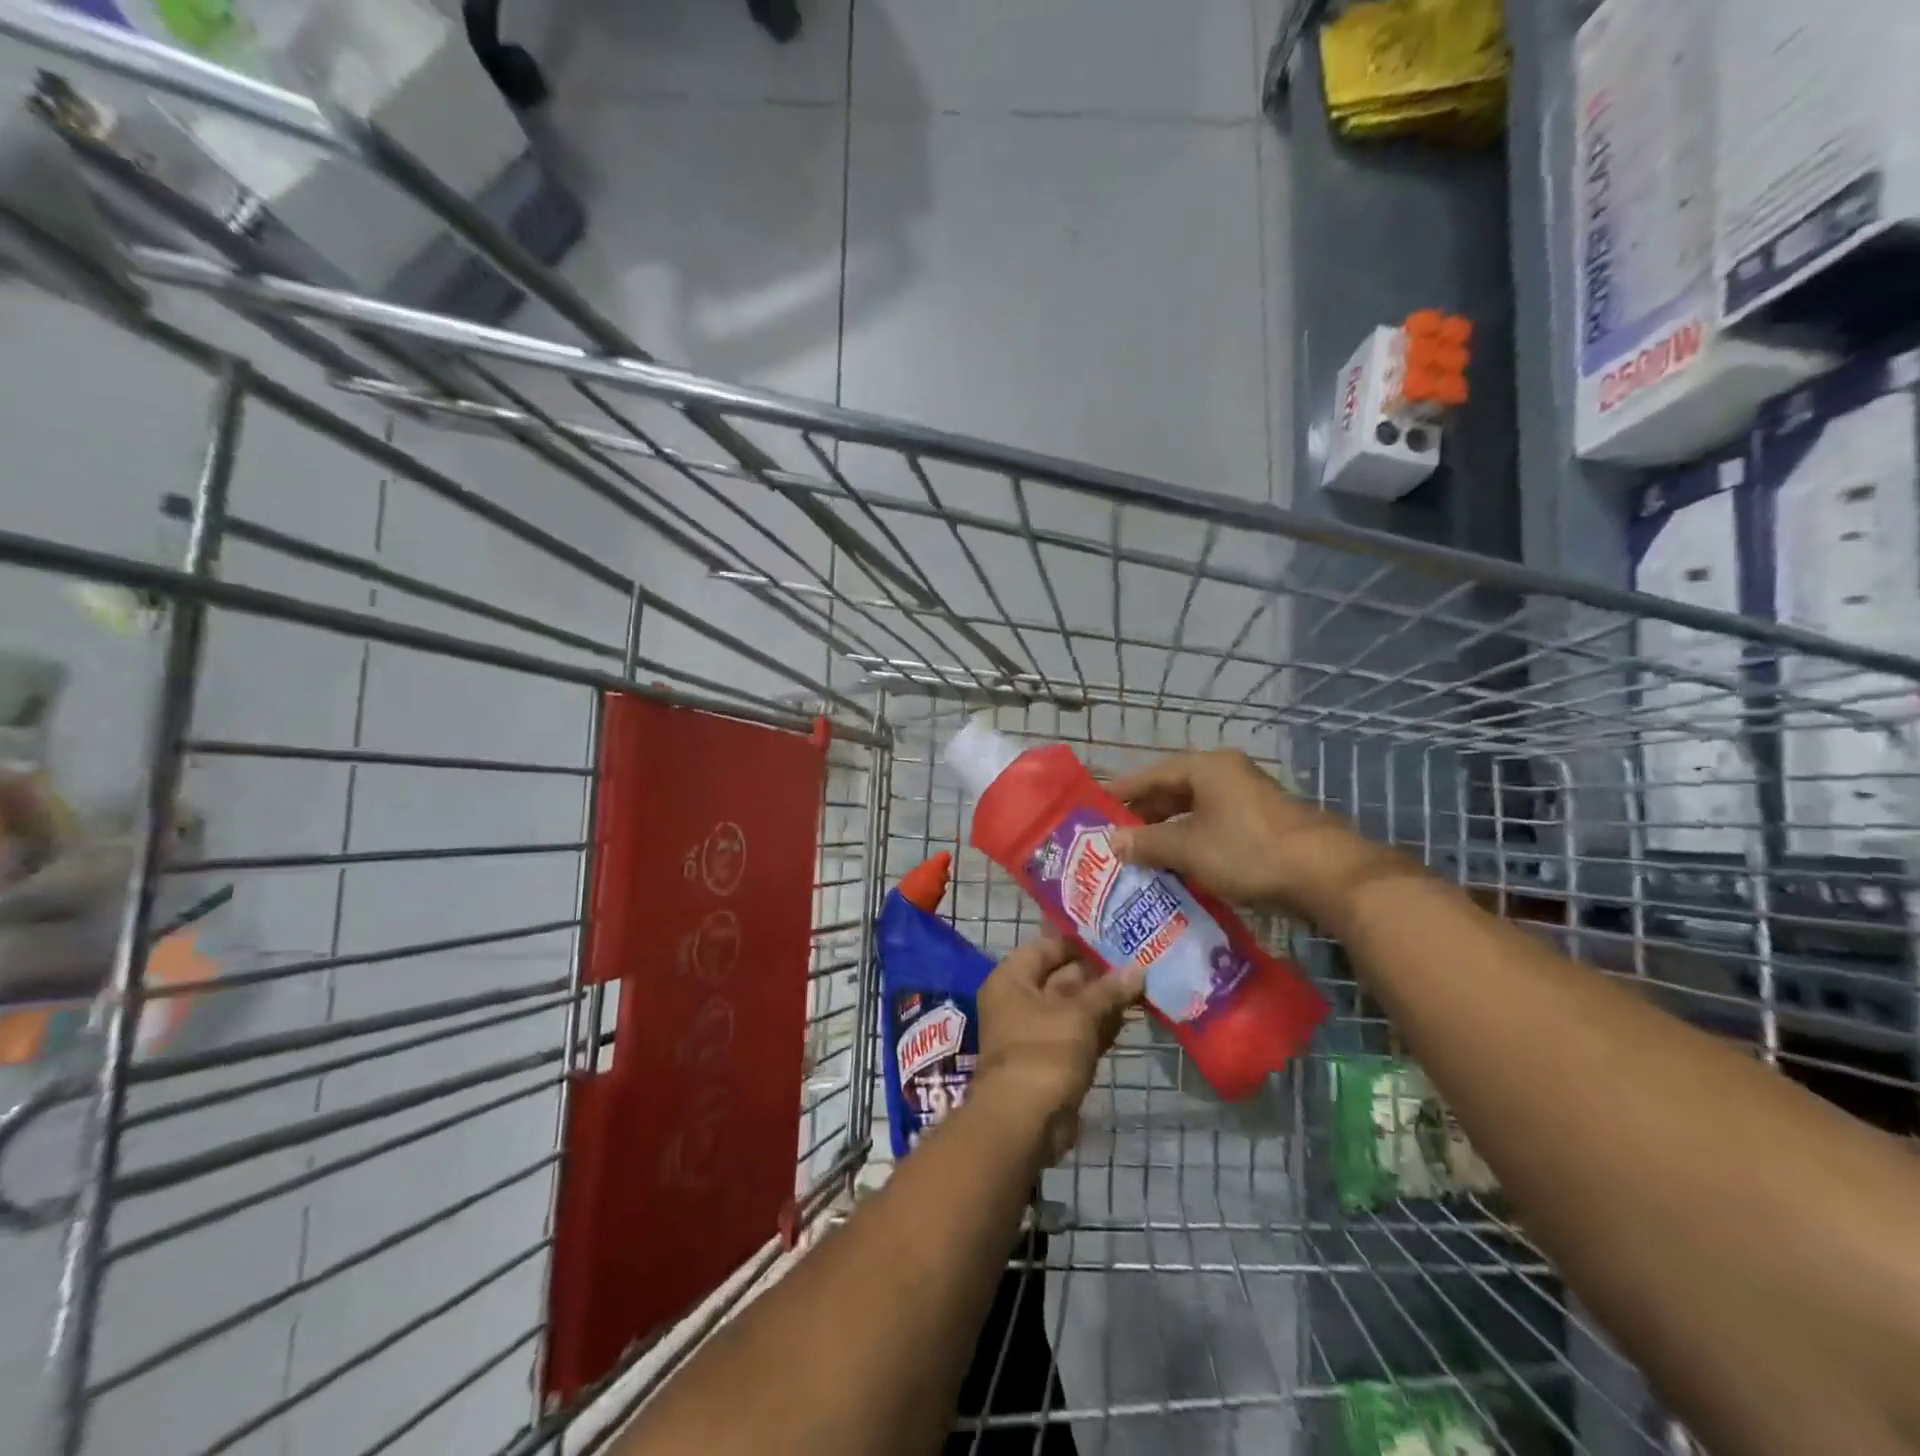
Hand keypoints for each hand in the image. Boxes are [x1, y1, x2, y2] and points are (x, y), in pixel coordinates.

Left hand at [976, 937, 1142, 1163]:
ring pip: (1074, 1007)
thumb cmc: (1045, 1051)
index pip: (1046, 947)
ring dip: (1104, 999)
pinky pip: (1079, 1032)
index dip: (1078, 941)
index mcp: (1012, 979)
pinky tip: (1131, 1016)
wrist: (1025, 1120)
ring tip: (1142, 983)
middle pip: (1061, 976)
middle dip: (1098, 972)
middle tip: (1137, 957)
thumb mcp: (1079, 1014)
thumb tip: (1139, 967)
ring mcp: (1036, 1032)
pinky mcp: (1054, 1059)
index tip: (1113, 934)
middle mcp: (1019, 1000)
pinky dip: (1101, 1025)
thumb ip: (1109, 990)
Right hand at [1107, 749, 1398, 919]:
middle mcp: (1226, 774)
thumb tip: (1111, 842)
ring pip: (1194, 810)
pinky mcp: (1262, 822)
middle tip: (1114, 837)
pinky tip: (1177, 864)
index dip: (1121, 792)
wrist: (1325, 874)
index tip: (1095, 808)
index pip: (1151, 774)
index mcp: (1206, 767)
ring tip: (1140, 853)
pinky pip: (1213, 825)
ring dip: (1167, 831)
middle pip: (1173, 790)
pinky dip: (1191, 840)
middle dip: (1144, 814)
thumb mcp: (1188, 848)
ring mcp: (1247, 797)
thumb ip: (1147, 843)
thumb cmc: (1247, 851)